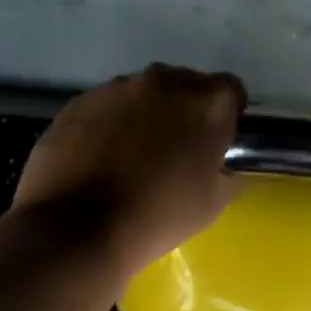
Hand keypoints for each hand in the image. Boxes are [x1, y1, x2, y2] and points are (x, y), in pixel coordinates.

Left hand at [14, 64, 244, 278]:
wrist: (78, 228)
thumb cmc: (158, 216)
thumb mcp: (213, 204)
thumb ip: (225, 173)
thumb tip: (219, 166)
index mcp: (207, 104)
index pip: (231, 92)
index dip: (225, 118)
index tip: (214, 144)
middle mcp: (164, 82)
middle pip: (185, 86)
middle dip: (184, 112)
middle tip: (174, 151)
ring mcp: (117, 87)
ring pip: (142, 94)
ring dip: (144, 115)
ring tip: (130, 156)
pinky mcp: (79, 101)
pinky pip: (105, 107)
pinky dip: (108, 125)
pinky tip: (98, 159)